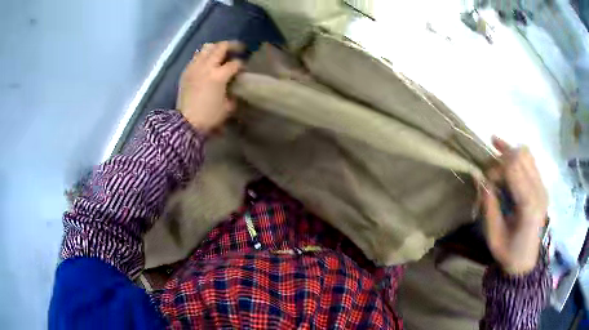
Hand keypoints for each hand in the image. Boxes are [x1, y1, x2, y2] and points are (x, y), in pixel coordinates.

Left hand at [177, 41, 243, 133]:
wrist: (186, 123)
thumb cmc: (209, 116)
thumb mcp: (228, 107)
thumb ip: (233, 92)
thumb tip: (234, 86)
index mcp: (219, 76)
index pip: (235, 63)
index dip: (242, 64)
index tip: (244, 69)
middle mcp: (206, 67)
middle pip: (221, 47)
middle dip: (232, 46)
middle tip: (238, 49)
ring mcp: (195, 67)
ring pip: (207, 48)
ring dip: (216, 48)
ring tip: (221, 53)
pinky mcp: (186, 71)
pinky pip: (196, 57)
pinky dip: (204, 56)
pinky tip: (207, 63)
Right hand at [483, 137, 547, 274]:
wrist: (526, 263)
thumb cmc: (508, 253)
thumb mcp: (493, 235)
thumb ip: (489, 205)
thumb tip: (480, 178)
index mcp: (529, 205)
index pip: (513, 168)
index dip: (496, 168)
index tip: (486, 181)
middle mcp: (539, 191)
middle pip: (521, 156)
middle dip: (502, 157)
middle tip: (490, 170)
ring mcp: (543, 187)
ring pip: (527, 154)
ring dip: (511, 151)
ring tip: (496, 149)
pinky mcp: (542, 187)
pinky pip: (531, 162)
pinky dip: (518, 157)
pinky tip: (508, 158)